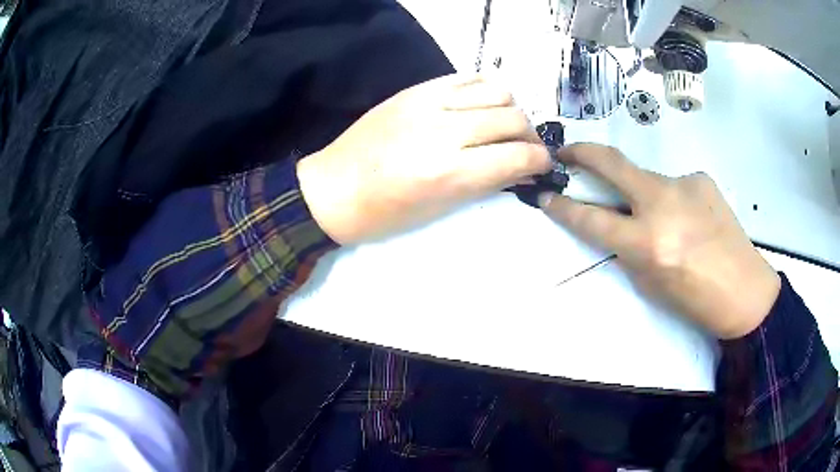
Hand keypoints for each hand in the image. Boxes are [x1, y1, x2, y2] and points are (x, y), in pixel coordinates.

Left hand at [297, 75, 551, 244]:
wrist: (332, 189)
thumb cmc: (385, 214)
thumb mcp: (441, 208)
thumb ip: (487, 182)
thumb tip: (521, 167)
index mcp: (450, 172)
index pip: (518, 155)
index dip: (539, 160)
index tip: (541, 163)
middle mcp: (445, 131)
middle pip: (513, 117)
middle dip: (529, 136)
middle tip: (522, 147)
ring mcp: (428, 103)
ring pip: (497, 89)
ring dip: (510, 108)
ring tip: (500, 124)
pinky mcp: (415, 89)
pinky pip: (467, 76)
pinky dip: (484, 90)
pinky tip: (479, 105)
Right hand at [540, 144, 780, 339]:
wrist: (744, 290)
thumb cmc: (694, 300)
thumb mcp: (650, 283)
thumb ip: (628, 249)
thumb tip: (617, 223)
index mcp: (647, 242)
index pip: (592, 219)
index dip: (564, 207)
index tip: (547, 196)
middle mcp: (662, 203)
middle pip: (612, 163)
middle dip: (582, 153)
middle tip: (567, 153)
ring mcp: (684, 184)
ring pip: (647, 179)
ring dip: (643, 194)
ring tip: (666, 221)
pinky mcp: (701, 178)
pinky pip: (674, 185)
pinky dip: (672, 199)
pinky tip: (691, 220)